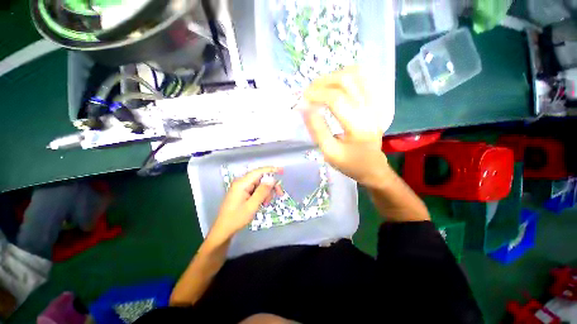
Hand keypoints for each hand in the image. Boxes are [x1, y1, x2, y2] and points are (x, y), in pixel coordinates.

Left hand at [210, 167, 282, 240]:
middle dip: (270, 185)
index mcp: (242, 183)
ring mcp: (241, 187)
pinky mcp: (242, 192)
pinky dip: (261, 195)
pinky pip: (256, 189)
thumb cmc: (237, 218)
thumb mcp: (252, 206)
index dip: (271, 169)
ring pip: (259, 184)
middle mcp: (241, 182)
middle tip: (279, 194)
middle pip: (260, 178)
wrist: (224, 229)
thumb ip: (262, 191)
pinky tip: (262, 203)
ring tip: (266, 203)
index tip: (282, 171)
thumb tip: (272, 179)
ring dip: (266, 192)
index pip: (259, 171)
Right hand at [302, 66, 389, 188]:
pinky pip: (363, 79)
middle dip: (323, 82)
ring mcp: (376, 104)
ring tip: (320, 87)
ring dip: (334, 76)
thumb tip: (304, 108)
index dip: (316, 94)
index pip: (336, 99)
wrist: (373, 167)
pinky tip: (335, 86)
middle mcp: (370, 110)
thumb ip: (317, 130)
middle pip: (347, 80)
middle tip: (309, 92)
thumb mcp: (329, 152)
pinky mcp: (376, 103)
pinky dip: (346, 78)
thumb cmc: (350, 163)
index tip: (303, 99)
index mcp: (358, 126)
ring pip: (356, 74)